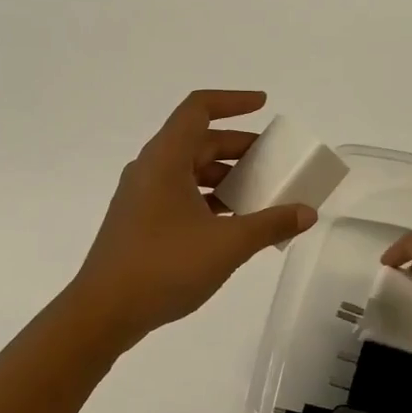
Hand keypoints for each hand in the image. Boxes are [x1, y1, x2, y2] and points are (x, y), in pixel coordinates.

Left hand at [70, 91, 316, 347]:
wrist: (104, 311)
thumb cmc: (164, 267)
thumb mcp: (227, 245)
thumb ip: (270, 224)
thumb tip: (307, 212)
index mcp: (165, 159)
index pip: (198, 109)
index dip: (232, 101)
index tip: (264, 105)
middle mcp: (150, 169)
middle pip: (197, 141)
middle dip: (238, 146)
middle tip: (273, 161)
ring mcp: (142, 197)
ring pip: (189, 171)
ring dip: (225, 176)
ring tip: (260, 194)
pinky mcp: (140, 222)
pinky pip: (180, 195)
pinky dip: (209, 199)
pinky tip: (233, 223)